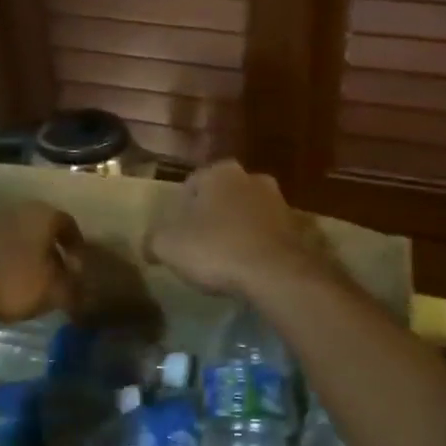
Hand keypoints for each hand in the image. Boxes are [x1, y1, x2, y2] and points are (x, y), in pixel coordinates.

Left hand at [0, 201, 80, 320]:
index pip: (68, 224)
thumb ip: (72, 289)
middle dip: (52, 249)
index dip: (77, 246)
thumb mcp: (53, 292)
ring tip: (31, 279)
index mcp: (43, 215)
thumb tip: (82, 290)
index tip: (78, 266)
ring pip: (19, 235)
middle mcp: (18, 209)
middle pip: (42, 227)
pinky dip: (7, 258)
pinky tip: (6, 279)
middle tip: (58, 273)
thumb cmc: (13, 281)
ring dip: (28, 253)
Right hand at [146, 161, 330, 296]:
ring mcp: (278, 201)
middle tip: (198, 246)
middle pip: (221, 197)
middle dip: (210, 217)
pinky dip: (255, 245)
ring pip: (246, 213)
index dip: (178, 212)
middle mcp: (251, 177)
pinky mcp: (296, 227)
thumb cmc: (216, 249)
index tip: (175, 236)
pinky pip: (266, 233)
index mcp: (219, 172)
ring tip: (224, 260)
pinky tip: (247, 267)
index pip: (190, 186)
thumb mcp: (168, 246)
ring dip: (235, 230)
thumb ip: (153, 240)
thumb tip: (149, 246)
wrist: (276, 273)